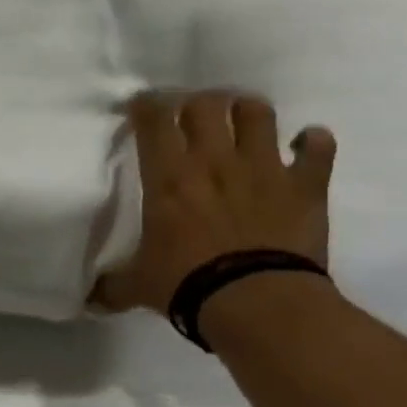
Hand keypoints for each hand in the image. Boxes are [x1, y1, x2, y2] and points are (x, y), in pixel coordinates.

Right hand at [91, 90, 335, 313]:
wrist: (258, 303)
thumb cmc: (187, 285)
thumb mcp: (138, 286)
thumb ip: (113, 286)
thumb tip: (88, 301)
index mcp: (168, 176)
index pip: (153, 119)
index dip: (146, 105)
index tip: (142, 106)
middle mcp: (213, 160)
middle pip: (205, 104)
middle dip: (197, 104)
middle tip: (192, 116)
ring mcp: (264, 168)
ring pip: (258, 113)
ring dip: (249, 111)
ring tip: (243, 120)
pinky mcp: (305, 185)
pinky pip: (318, 148)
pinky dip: (313, 142)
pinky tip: (306, 144)